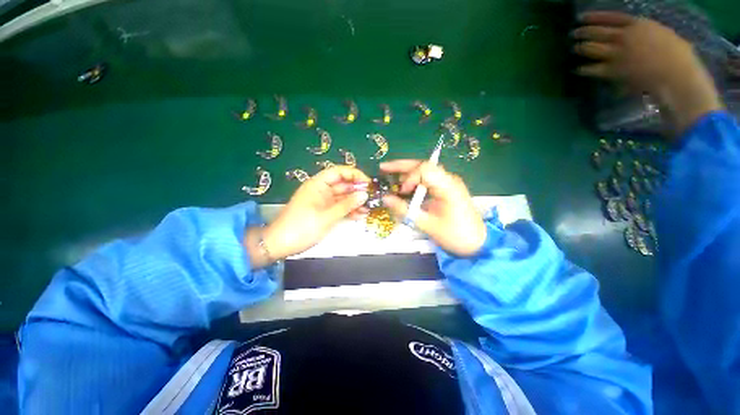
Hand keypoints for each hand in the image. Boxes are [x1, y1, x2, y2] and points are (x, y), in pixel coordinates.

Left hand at [246, 166, 369, 267]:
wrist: (280, 245)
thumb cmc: (301, 228)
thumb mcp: (326, 216)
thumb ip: (346, 205)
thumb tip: (365, 194)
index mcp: (318, 184)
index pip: (339, 172)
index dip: (354, 174)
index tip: (368, 183)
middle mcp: (322, 190)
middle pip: (343, 185)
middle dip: (358, 190)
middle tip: (373, 198)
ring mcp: (324, 202)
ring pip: (343, 197)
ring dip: (356, 202)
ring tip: (369, 208)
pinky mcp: (325, 212)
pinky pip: (340, 207)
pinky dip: (349, 210)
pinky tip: (360, 215)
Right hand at [380, 160, 486, 256]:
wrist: (478, 243)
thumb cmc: (455, 235)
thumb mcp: (427, 225)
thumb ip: (405, 210)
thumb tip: (385, 199)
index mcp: (447, 186)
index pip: (424, 170)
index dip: (409, 178)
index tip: (402, 192)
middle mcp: (448, 179)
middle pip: (422, 165)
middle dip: (401, 166)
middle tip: (383, 168)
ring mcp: (448, 183)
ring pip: (424, 171)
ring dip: (407, 173)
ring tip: (391, 179)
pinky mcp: (446, 189)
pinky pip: (428, 180)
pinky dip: (414, 182)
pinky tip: (404, 187)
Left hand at [573, 11, 722, 135]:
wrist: (675, 74)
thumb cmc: (677, 55)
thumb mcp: (662, 34)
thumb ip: (644, 33)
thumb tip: (635, 35)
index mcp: (638, 24)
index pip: (610, 17)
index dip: (594, 17)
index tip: (581, 18)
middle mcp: (624, 36)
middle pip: (597, 32)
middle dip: (583, 32)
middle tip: (573, 34)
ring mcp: (617, 54)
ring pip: (592, 48)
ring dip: (580, 48)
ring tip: (574, 48)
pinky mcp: (613, 71)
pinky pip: (592, 69)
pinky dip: (583, 69)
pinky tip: (577, 69)